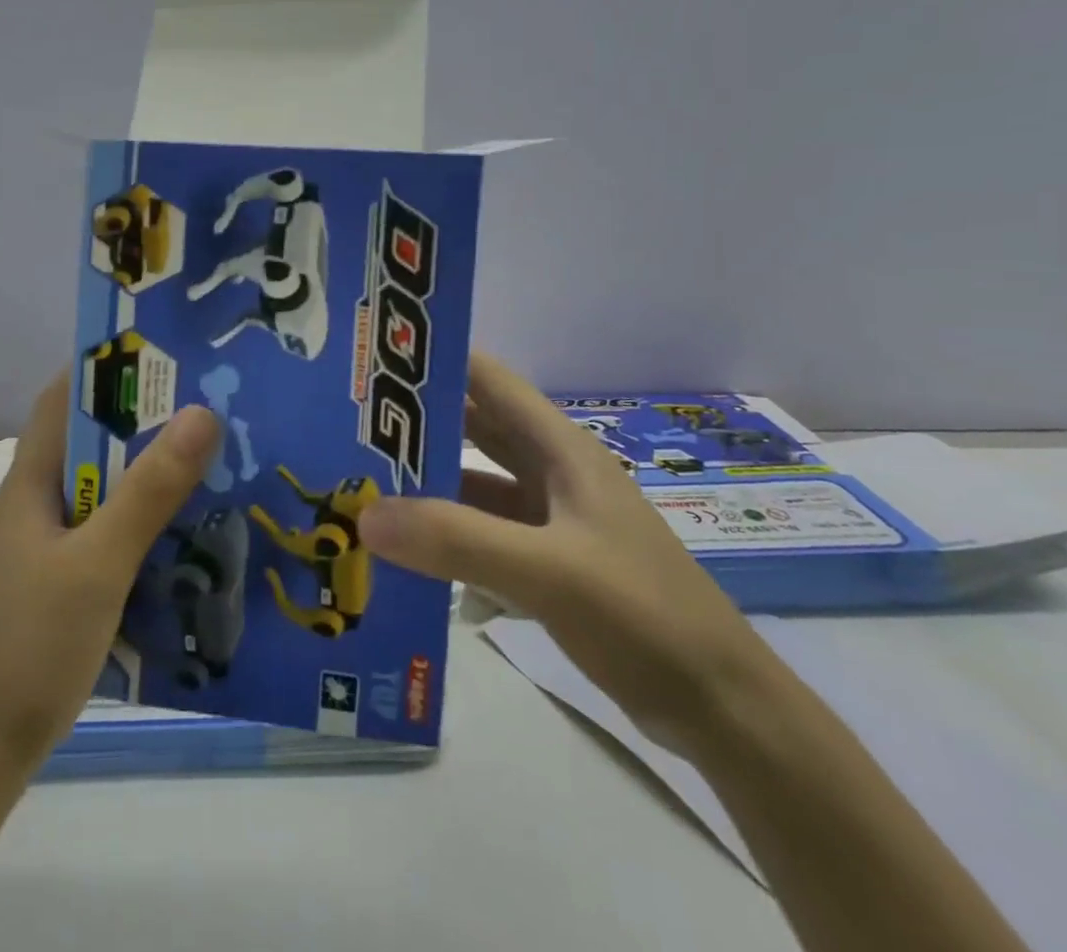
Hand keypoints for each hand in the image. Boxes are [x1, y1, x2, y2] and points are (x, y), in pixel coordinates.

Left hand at [0, 374, 221, 768]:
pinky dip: (143, 528)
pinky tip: (187, 538)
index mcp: (30, 483)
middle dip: (146, 424)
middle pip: (92, 446)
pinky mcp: (58, 590)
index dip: (105, 368)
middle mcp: (35, 507)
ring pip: (103, 495)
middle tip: (213, 407)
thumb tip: (201, 411)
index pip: (62, 399)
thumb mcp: (98, 564)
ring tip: (214, 463)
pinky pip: (107, 538)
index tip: (166, 353)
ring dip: (149, 478)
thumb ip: (150, 490)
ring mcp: (44, 551)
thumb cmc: (27, 648)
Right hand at [357, 353, 782, 757]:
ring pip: (474, 483)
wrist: (720, 707)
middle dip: (415, 422)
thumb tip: (363, 515)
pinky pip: (482, 533)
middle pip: (473, 428)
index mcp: (558, 448)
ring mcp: (550, 518)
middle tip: (346, 422)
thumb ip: (456, 540)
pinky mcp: (548, 561)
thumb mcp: (548, 572)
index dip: (434, 360)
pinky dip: (445, 534)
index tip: (371, 359)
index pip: (487, 378)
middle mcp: (550, 471)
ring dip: (425, 482)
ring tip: (359, 483)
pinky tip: (403, 551)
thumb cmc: (641, 614)